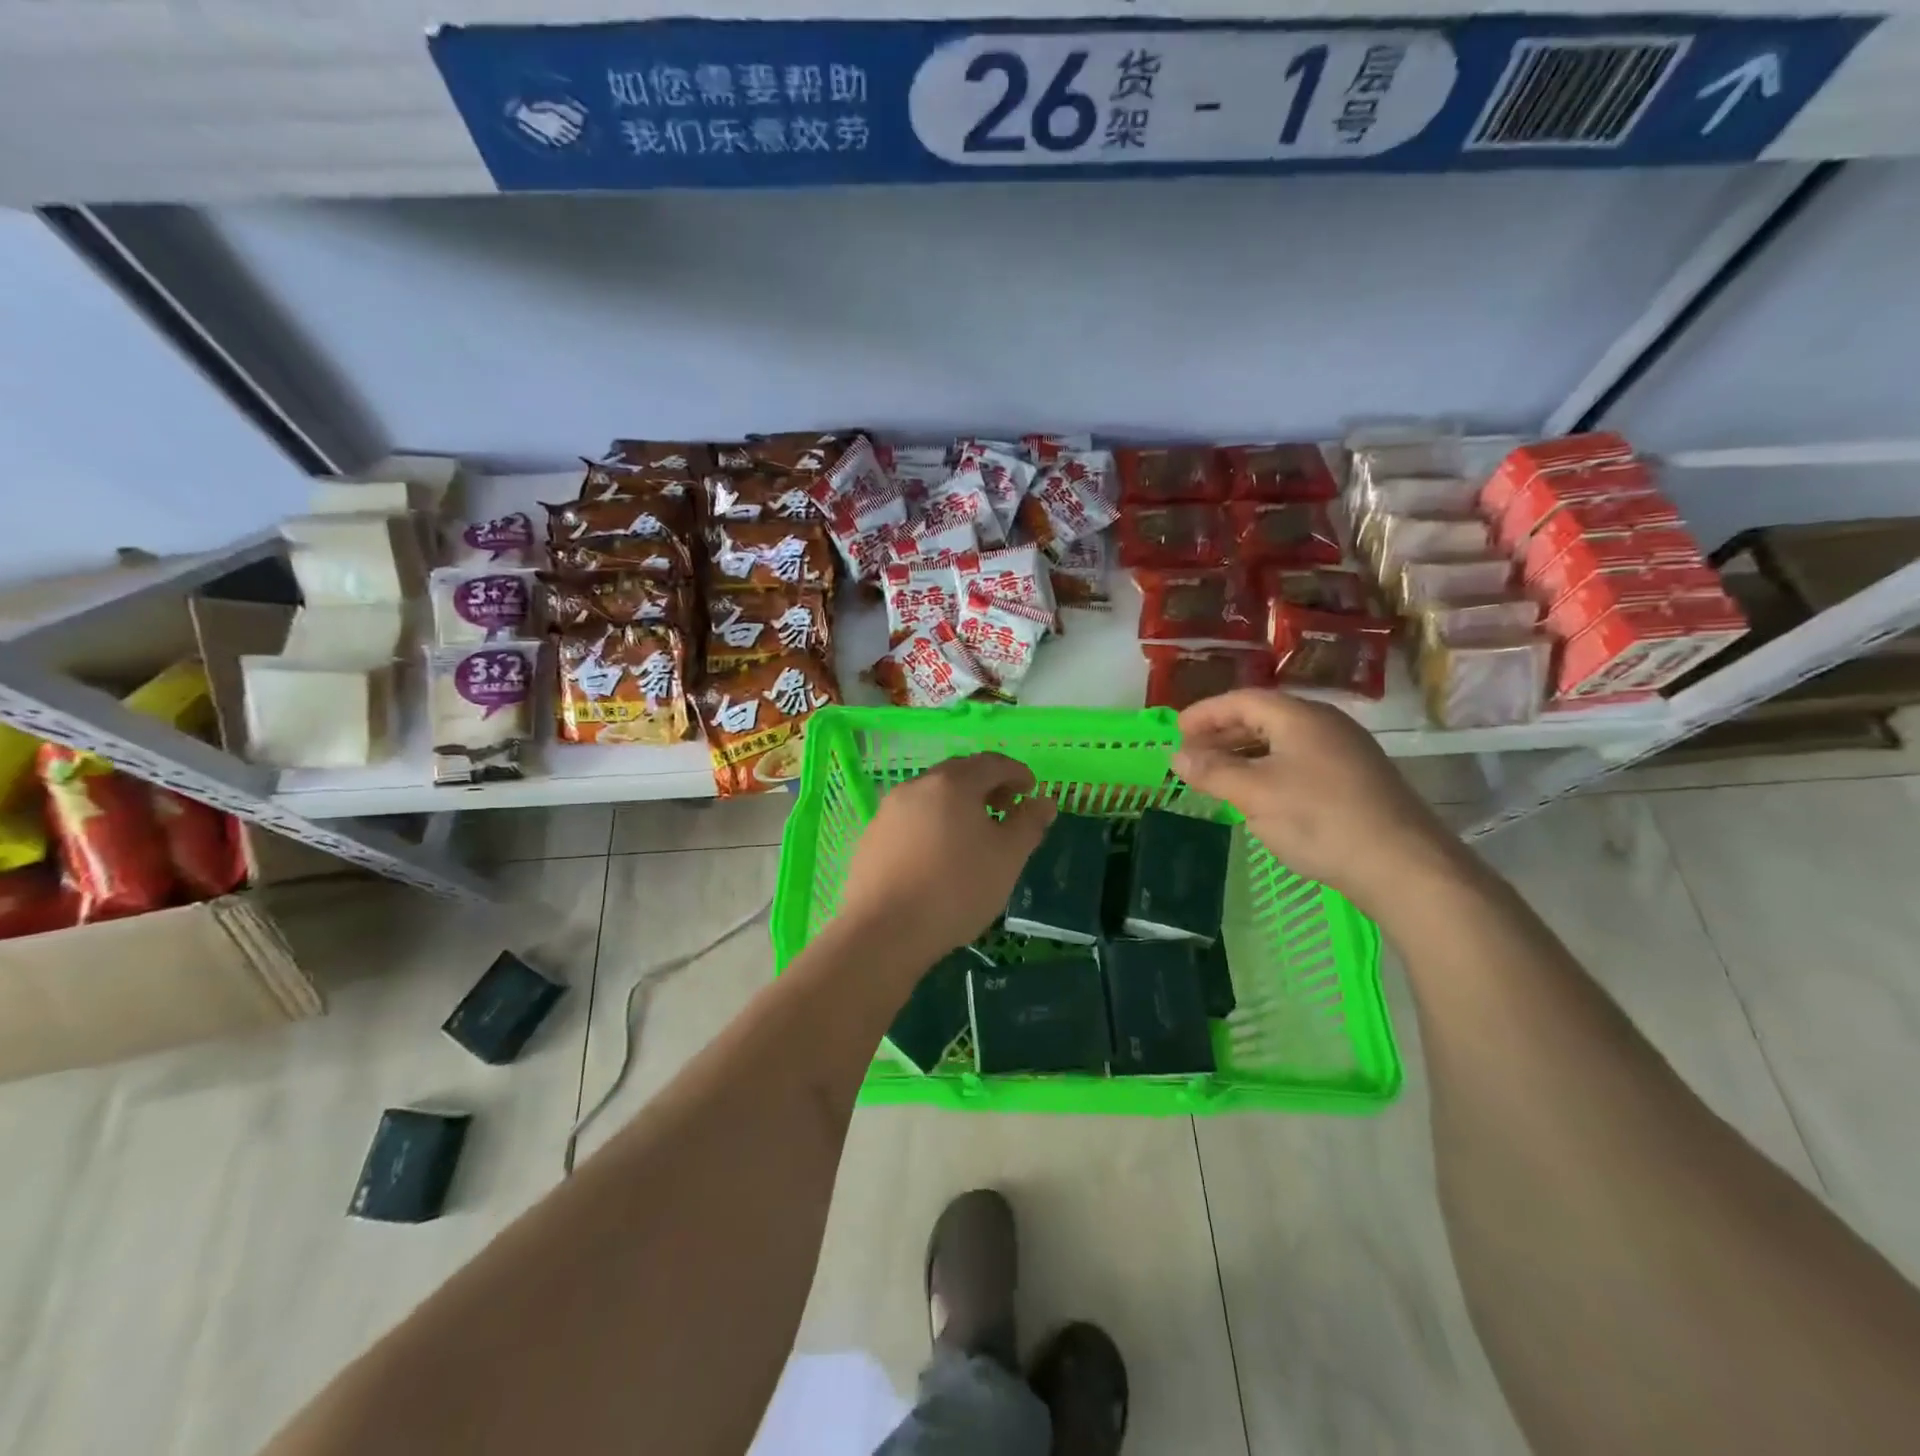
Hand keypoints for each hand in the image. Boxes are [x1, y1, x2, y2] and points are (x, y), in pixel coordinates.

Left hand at [835, 753, 1056, 969]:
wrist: (884, 930)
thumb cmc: (956, 889)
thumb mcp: (1007, 858)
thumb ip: (1029, 824)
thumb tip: (1044, 802)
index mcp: (953, 783)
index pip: (992, 763)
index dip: (1017, 773)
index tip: (1031, 791)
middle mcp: (917, 786)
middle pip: (959, 773)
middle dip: (987, 785)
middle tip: (1005, 809)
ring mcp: (889, 810)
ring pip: (932, 795)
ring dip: (958, 804)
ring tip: (974, 834)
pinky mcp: (872, 836)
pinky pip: (912, 817)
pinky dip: (933, 822)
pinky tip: (939, 854)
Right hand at [1172, 690, 1467, 915]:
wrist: (1402, 865)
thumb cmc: (1319, 820)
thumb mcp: (1255, 794)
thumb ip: (1212, 771)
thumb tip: (1177, 756)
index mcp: (1300, 716)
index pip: (1242, 700)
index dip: (1205, 713)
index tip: (1175, 731)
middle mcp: (1325, 724)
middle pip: (1263, 716)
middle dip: (1223, 733)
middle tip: (1192, 753)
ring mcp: (1345, 751)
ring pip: (1282, 740)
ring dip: (1245, 752)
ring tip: (1218, 774)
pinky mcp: (1356, 778)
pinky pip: (1299, 760)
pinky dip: (1269, 768)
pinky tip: (1259, 793)